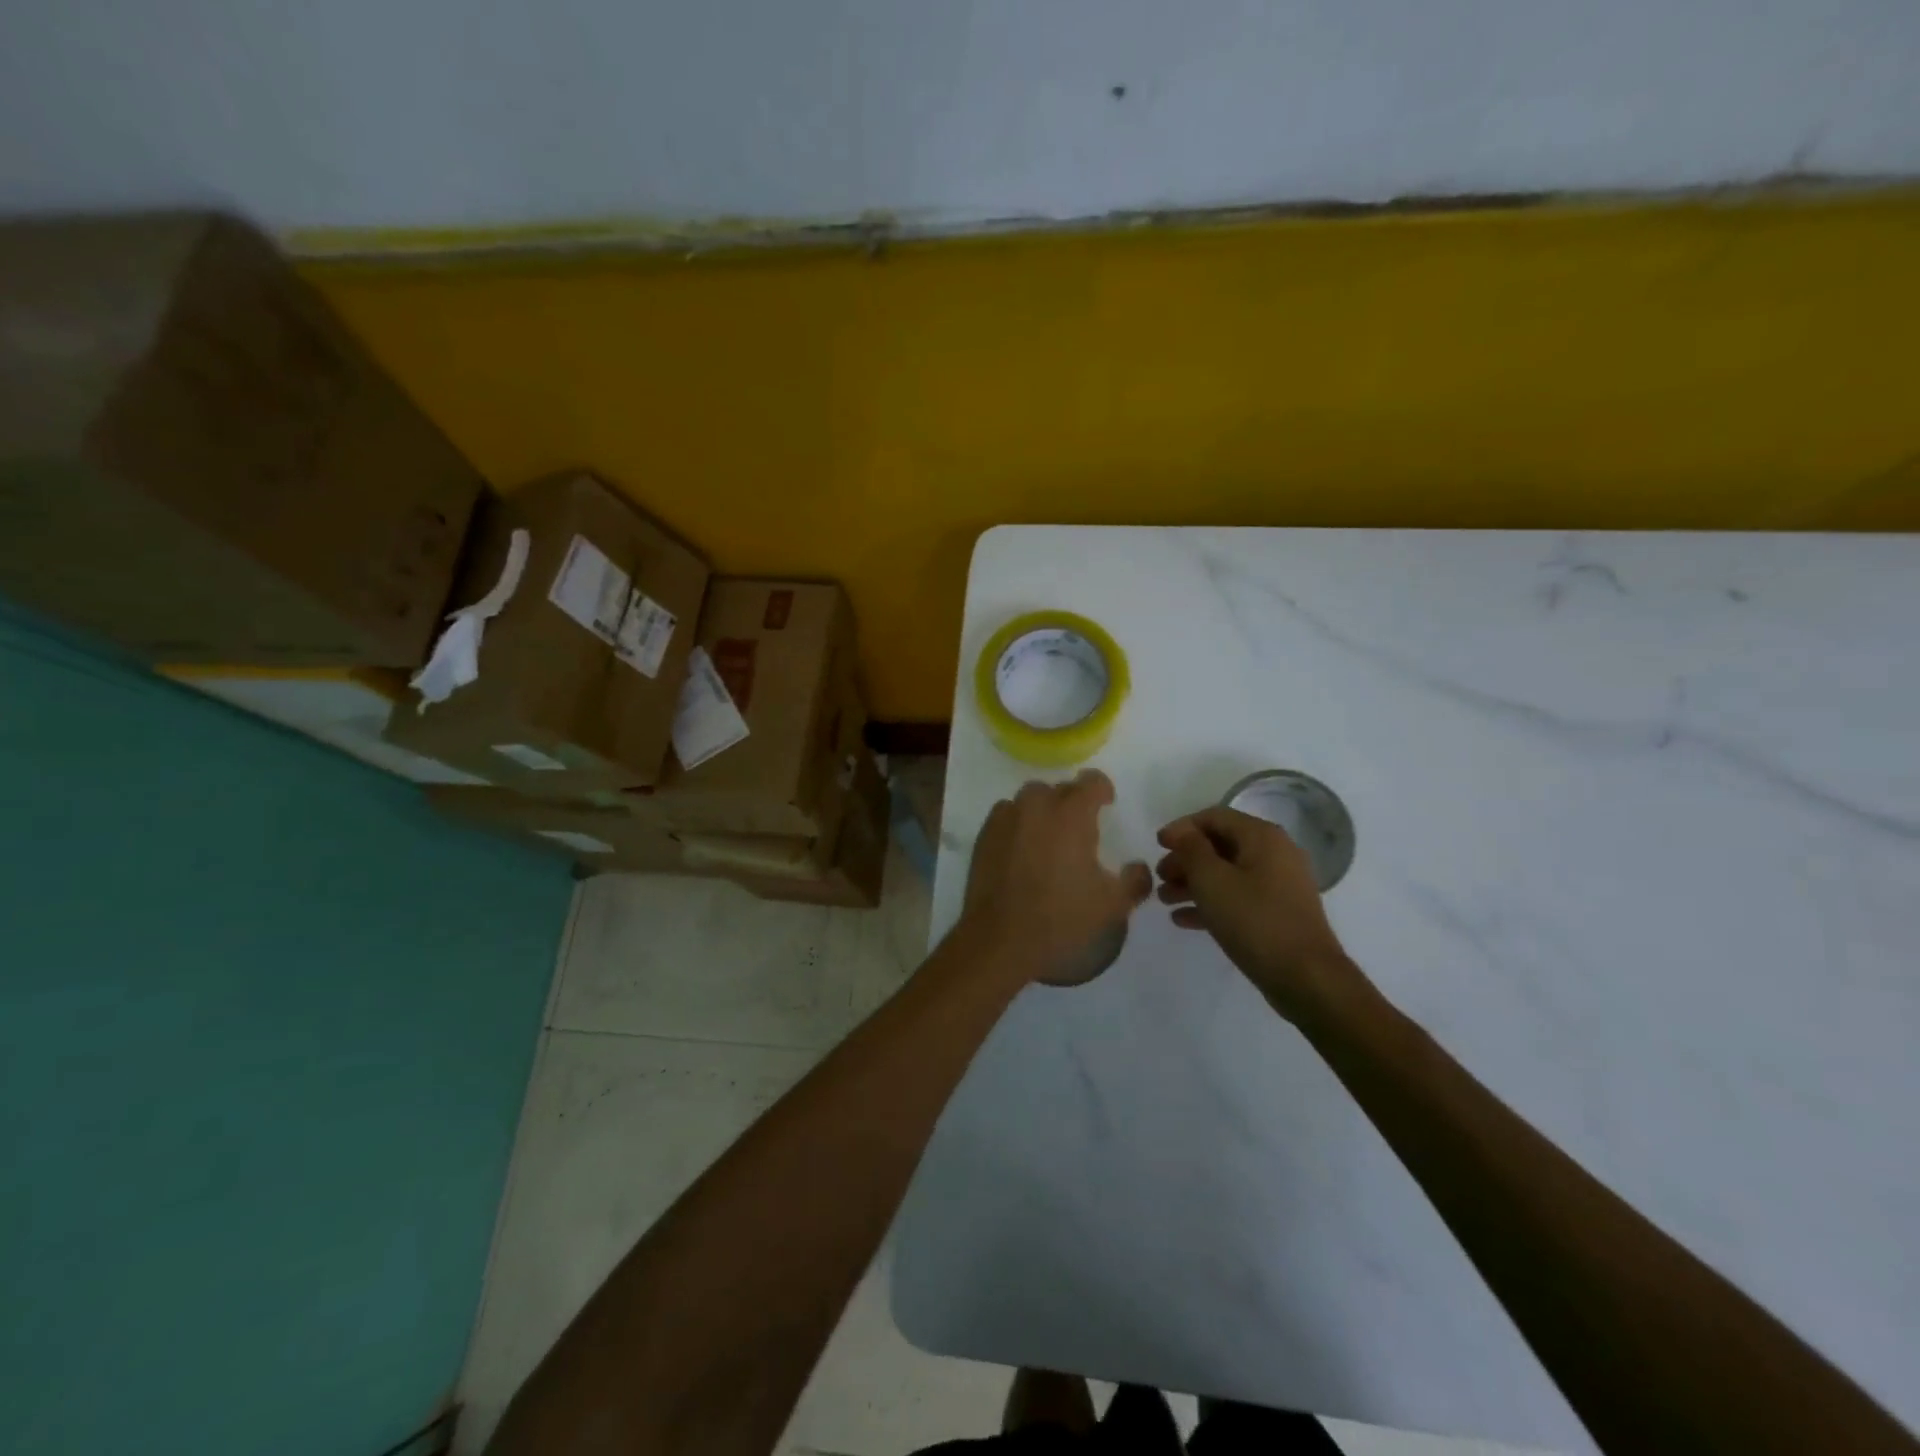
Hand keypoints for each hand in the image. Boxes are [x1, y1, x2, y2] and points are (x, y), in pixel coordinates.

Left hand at [959, 771, 1152, 985]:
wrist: (1000, 940)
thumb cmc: (1061, 918)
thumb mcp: (1112, 905)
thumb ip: (1134, 880)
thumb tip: (1138, 867)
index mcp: (1071, 814)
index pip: (1091, 781)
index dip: (1102, 790)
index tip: (1106, 805)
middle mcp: (1036, 807)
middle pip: (1058, 788)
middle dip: (1071, 801)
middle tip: (1079, 830)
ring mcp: (1005, 819)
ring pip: (1028, 800)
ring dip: (1042, 810)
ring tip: (1048, 838)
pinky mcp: (984, 837)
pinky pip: (1005, 816)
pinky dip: (1017, 824)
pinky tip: (1021, 851)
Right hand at [1155, 806, 1359, 1020]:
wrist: (1305, 977)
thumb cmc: (1254, 920)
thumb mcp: (1212, 880)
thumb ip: (1191, 849)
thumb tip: (1181, 831)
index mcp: (1262, 837)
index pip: (1214, 817)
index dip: (1182, 828)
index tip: (1156, 846)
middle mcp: (1274, 854)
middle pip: (1219, 845)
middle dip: (1185, 859)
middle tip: (1159, 878)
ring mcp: (1279, 885)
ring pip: (1227, 873)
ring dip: (1193, 883)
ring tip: (1164, 900)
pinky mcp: (1277, 913)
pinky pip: (1238, 897)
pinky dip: (1211, 903)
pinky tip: (1182, 920)